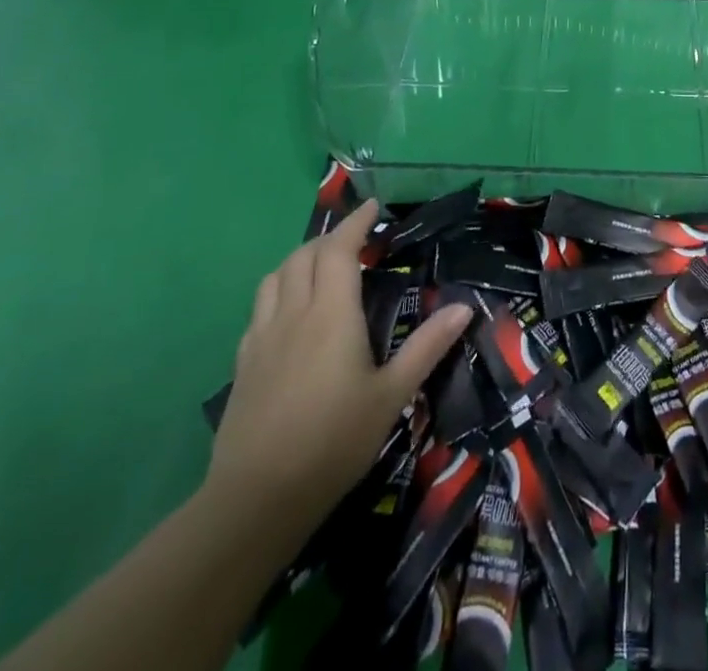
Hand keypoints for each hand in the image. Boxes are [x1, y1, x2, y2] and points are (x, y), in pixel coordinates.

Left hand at [206, 198, 471, 530]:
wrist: (256, 500)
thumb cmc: (333, 442)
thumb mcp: (391, 395)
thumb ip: (427, 347)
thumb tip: (464, 307)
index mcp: (331, 314)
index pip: (340, 250)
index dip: (355, 223)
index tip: (372, 206)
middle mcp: (293, 314)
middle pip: (305, 255)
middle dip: (330, 238)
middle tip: (356, 240)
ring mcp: (262, 338)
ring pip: (275, 276)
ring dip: (300, 259)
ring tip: (322, 267)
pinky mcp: (243, 363)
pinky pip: (259, 308)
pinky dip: (278, 291)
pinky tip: (290, 313)